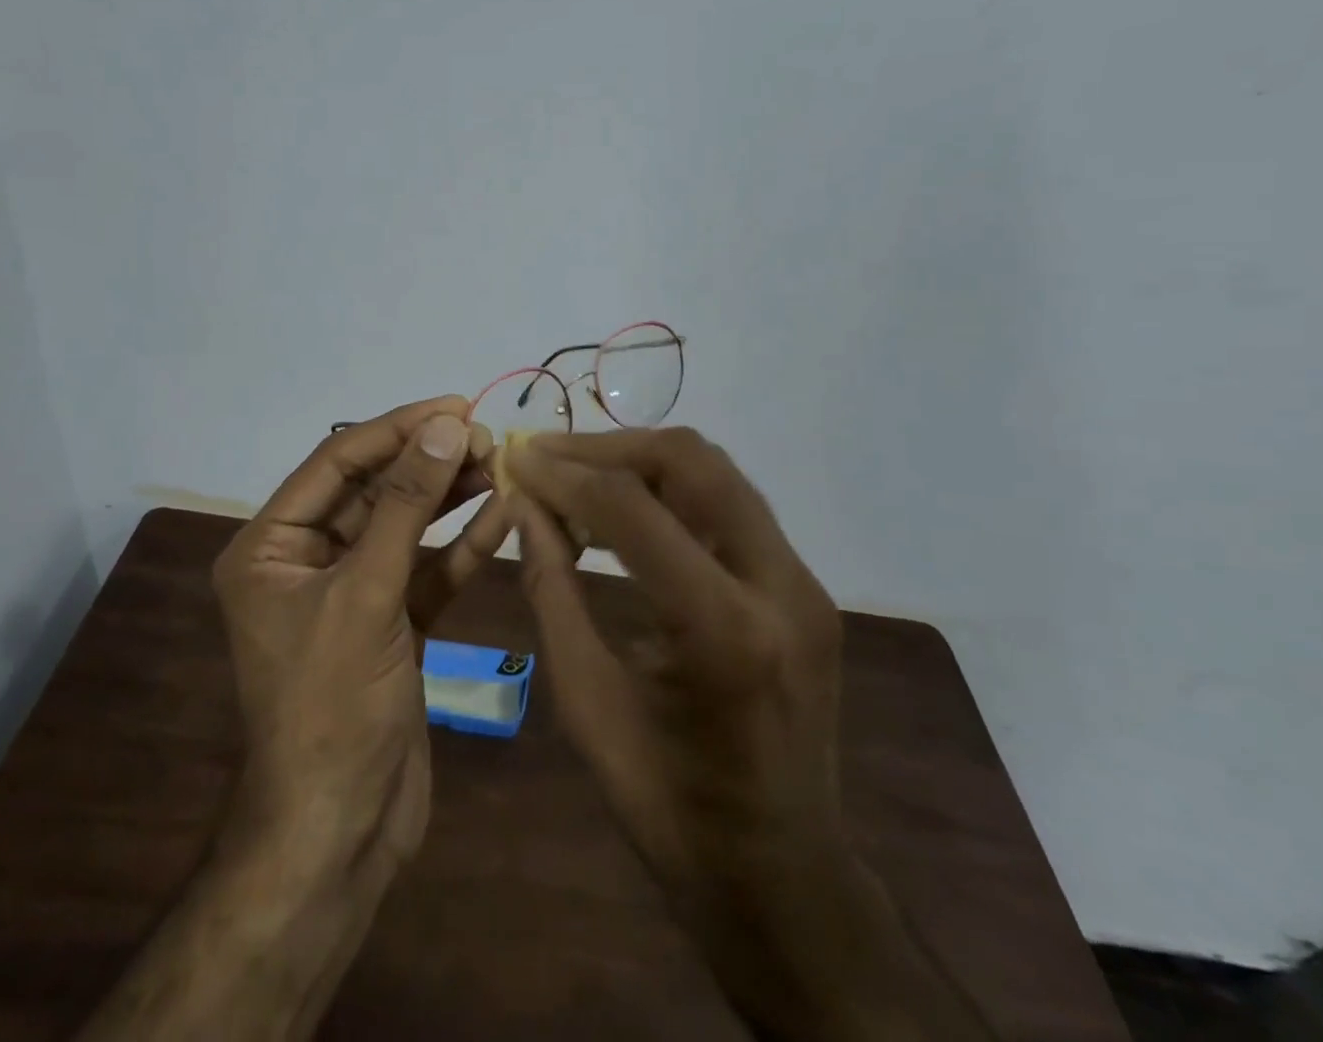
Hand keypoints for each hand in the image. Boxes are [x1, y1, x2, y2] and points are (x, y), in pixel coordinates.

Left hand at [212, 395, 505, 883]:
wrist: (341, 832)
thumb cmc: (331, 705)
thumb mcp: (366, 593)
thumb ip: (407, 506)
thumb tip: (445, 427)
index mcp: (271, 547)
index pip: (337, 464)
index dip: (395, 430)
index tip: (454, 406)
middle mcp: (307, 561)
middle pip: (374, 491)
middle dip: (428, 462)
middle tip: (486, 436)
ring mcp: (353, 593)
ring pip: (406, 528)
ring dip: (450, 497)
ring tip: (499, 463)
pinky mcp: (392, 623)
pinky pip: (428, 570)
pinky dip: (463, 546)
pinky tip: (502, 516)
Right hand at [506, 428, 845, 905]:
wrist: (779, 874)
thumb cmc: (667, 806)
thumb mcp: (586, 700)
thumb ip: (552, 589)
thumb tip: (522, 507)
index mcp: (723, 631)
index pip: (633, 510)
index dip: (565, 476)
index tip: (517, 459)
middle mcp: (780, 587)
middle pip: (692, 462)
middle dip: (609, 448)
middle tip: (547, 456)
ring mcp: (804, 583)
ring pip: (718, 473)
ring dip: (641, 461)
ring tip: (577, 475)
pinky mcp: (805, 587)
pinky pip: (731, 507)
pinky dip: (671, 492)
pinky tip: (624, 511)